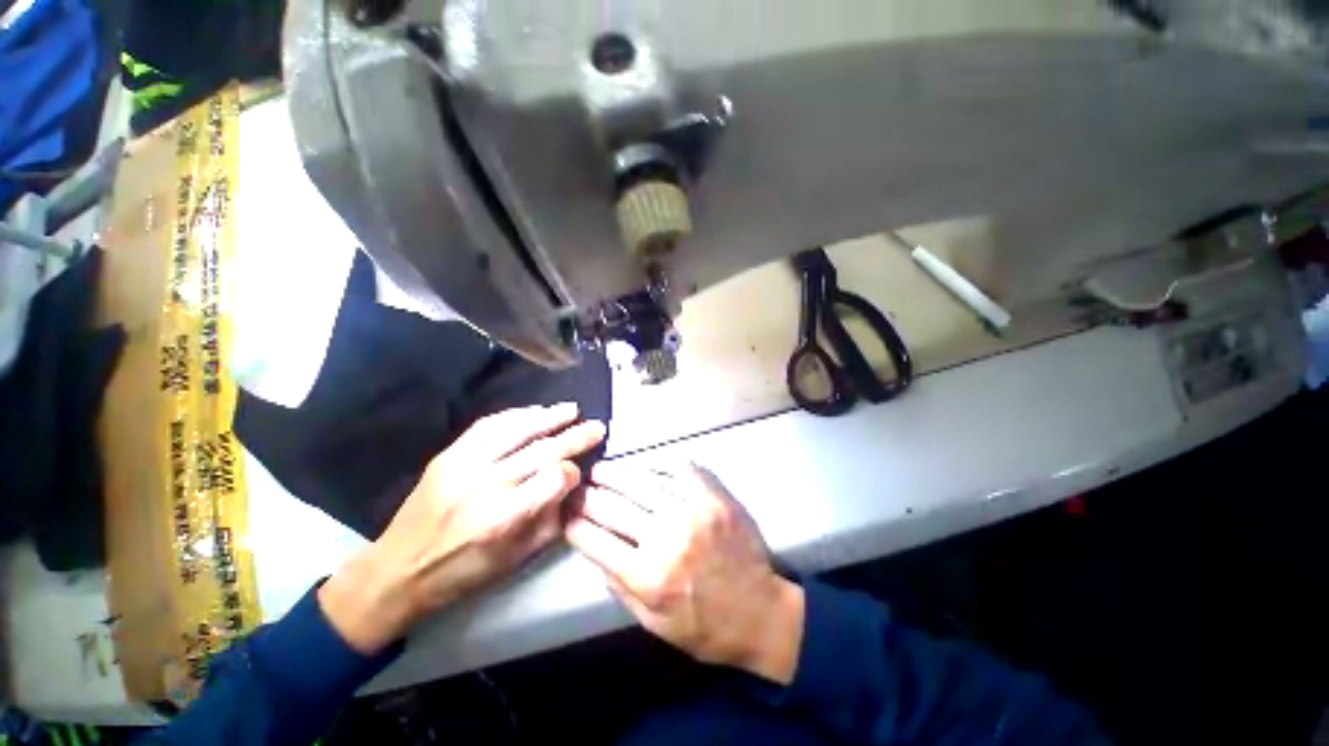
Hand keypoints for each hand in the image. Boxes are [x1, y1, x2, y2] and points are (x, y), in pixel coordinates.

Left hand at [320, 403, 605, 653]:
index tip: (579, 473)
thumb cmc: (464, 573)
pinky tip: (534, 411)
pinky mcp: (447, 455)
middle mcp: (485, 485)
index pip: (554, 479)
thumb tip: (574, 486)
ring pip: (516, 431)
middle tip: (597, 426)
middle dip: (575, 436)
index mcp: (503, 518)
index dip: (573, 473)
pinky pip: (487, 426)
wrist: (398, 571)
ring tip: (571, 409)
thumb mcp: (517, 559)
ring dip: (549, 417)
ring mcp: (463, 465)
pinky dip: (515, 415)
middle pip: (542, 451)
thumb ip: (552, 520)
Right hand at [565, 463, 804, 683]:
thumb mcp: (653, 623)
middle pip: (613, 505)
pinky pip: (679, 470)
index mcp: (648, 576)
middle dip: (588, 494)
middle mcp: (666, 537)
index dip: (574, 524)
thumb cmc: (704, 627)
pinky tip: (645, 466)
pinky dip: (657, 465)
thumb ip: (619, 586)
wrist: (760, 612)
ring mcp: (692, 512)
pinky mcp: (714, 497)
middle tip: (578, 486)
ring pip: (641, 480)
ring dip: (616, 472)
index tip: (566, 515)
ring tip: (602, 469)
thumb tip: (594, 548)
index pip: (595, 540)